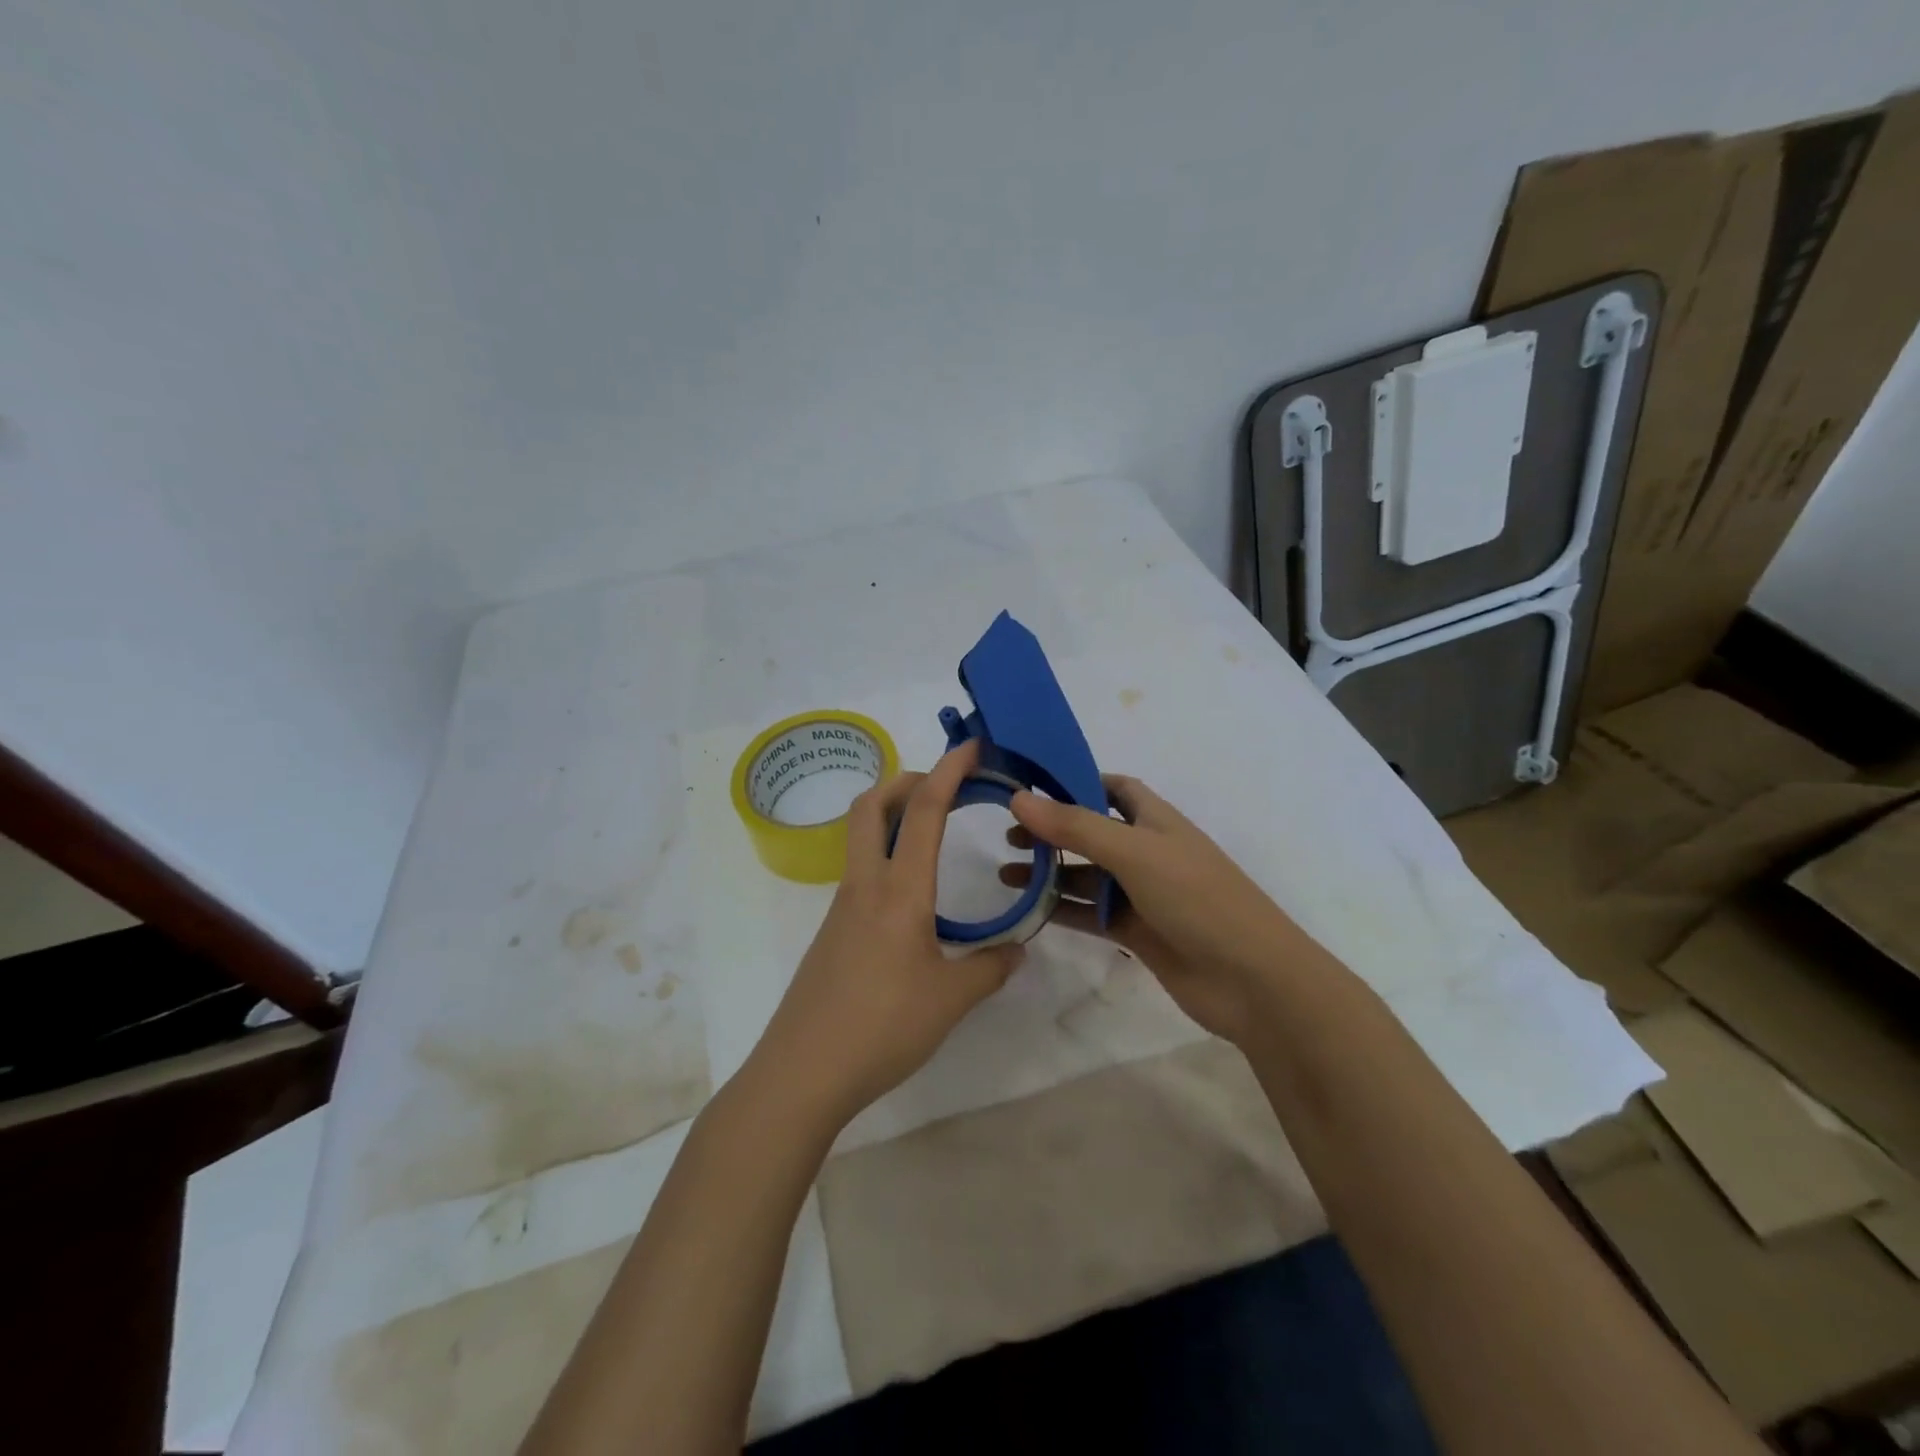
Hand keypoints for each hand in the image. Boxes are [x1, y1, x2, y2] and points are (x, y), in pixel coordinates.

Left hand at [750, 739, 1024, 1127]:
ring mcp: (841, 907)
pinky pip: (859, 872)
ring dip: (892, 816)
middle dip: (906, 780)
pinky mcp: (832, 932)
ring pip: (860, 837)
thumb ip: (990, 968)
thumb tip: (1017, 950)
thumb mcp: (951, 999)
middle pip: (871, 806)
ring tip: (933, 832)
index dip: (948, 771)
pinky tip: (911, 893)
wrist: (803, 1072)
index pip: (923, 811)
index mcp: (899, 890)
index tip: (970, 747)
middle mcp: (865, 885)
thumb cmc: (882, 1027)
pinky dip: (885, 855)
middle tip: (943, 785)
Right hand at [1001, 776, 1323, 1047]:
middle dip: (1053, 831)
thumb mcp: (1134, 852)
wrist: (1252, 980)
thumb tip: (1018, 798)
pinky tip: (1030, 912)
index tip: (1031, 785)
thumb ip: (1075, 827)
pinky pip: (1091, 915)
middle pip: (1092, 833)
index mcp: (1156, 820)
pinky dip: (1063, 911)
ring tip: (1005, 875)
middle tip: (1008, 835)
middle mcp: (1147, 851)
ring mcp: (1142, 894)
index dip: (1076, 781)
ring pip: (1087, 877)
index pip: (1113, 788)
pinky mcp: (1137, 933)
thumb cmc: (1197, 898)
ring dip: (1050, 874)